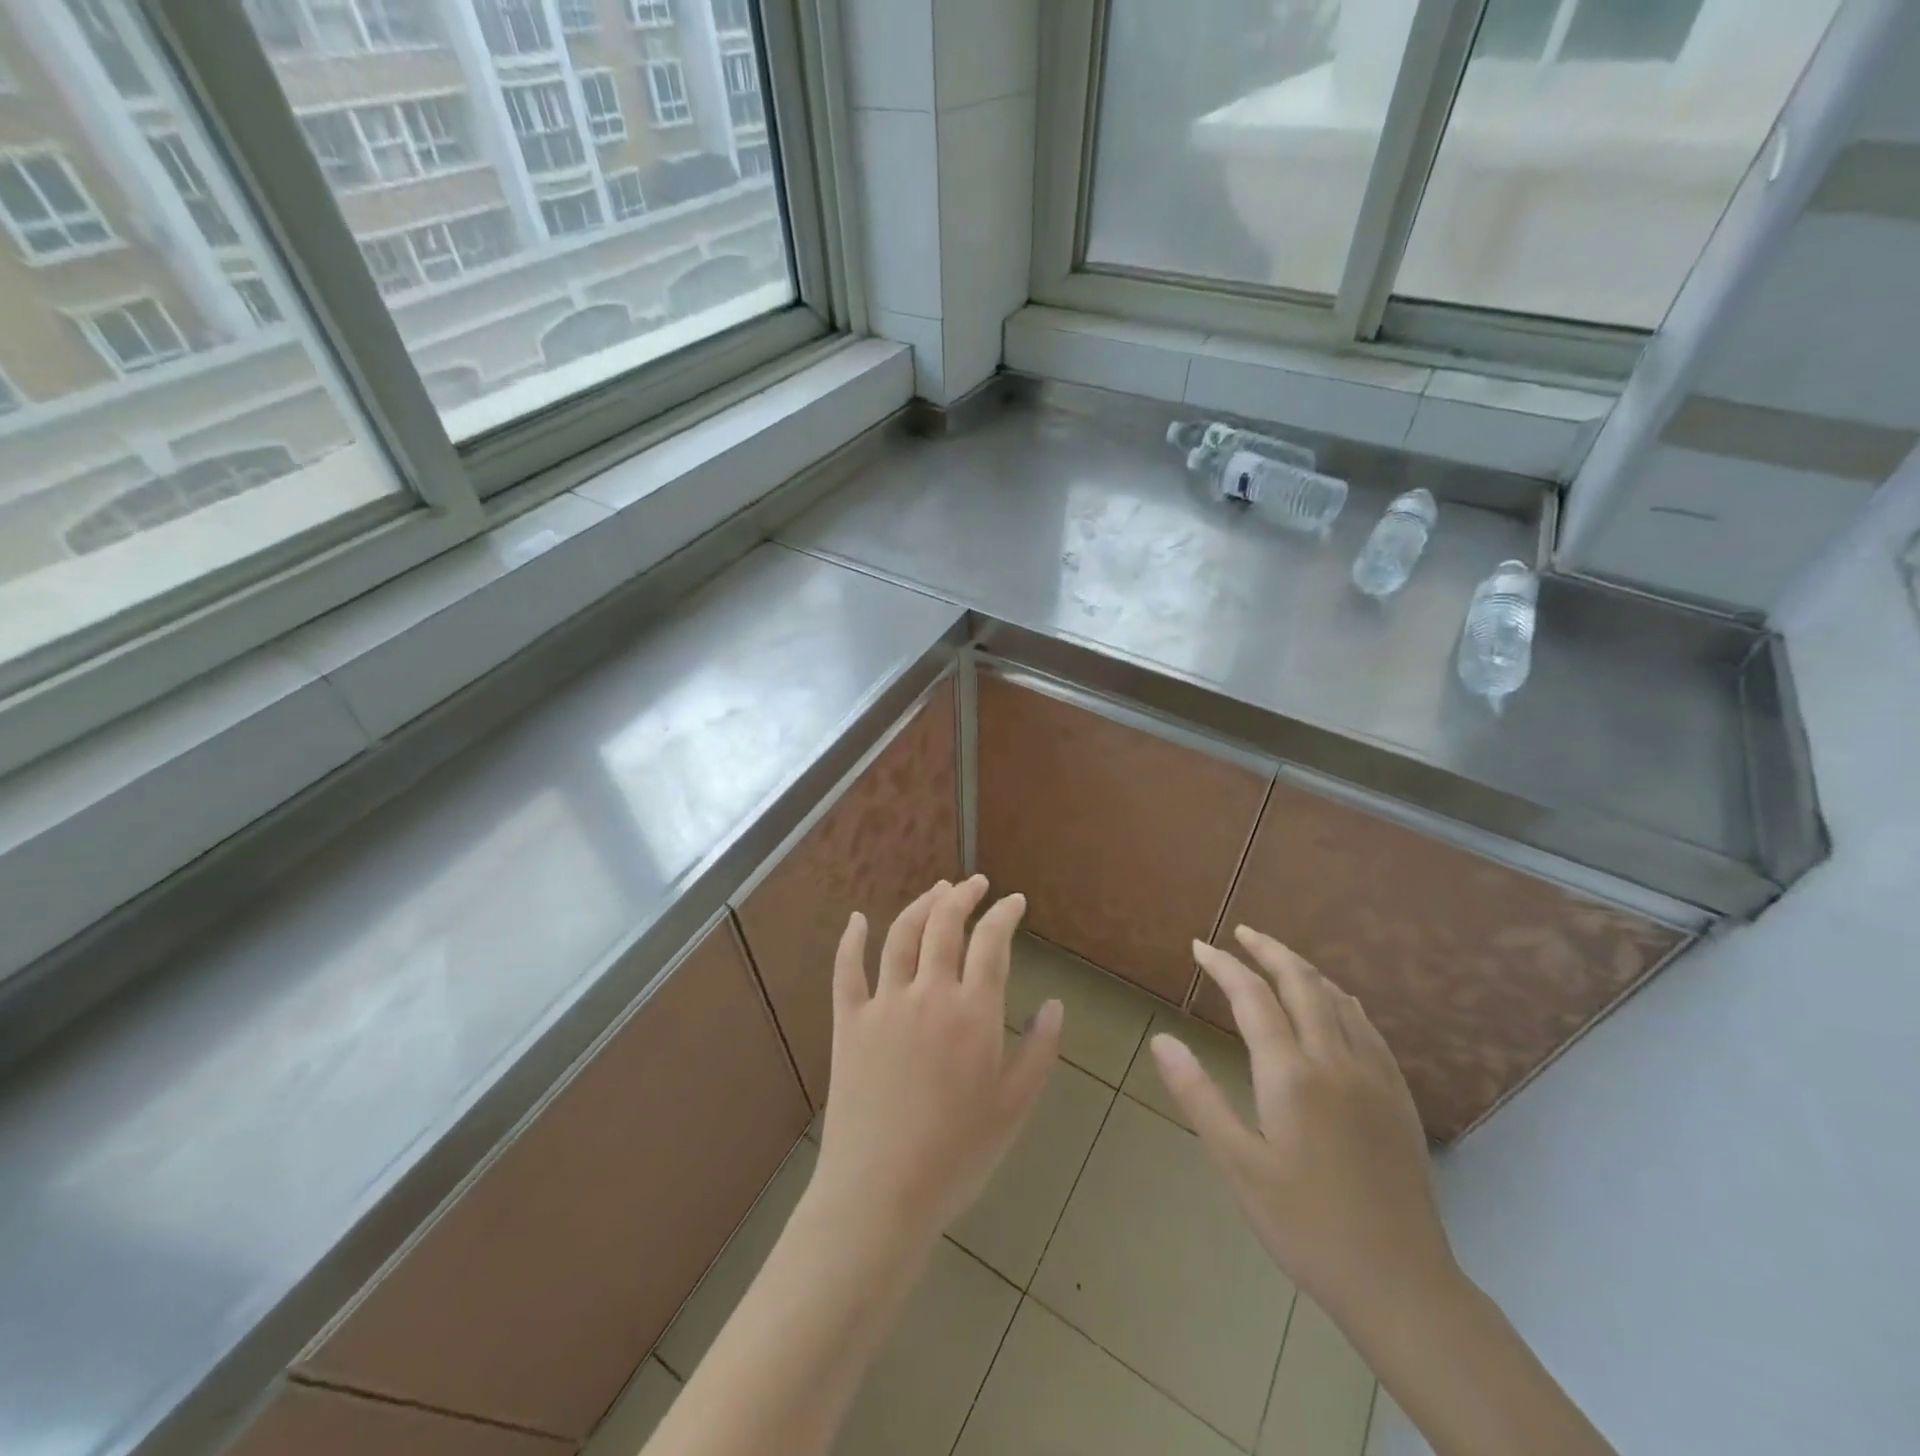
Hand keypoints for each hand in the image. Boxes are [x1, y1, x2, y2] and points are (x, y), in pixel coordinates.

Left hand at [810, 876, 1063, 1254]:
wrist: (881, 1193)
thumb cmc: (957, 1155)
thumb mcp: (1014, 1107)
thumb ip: (1039, 1050)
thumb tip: (1054, 1004)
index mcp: (972, 1012)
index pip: (991, 942)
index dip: (1004, 914)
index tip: (1014, 902)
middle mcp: (928, 993)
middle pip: (944, 924)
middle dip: (963, 896)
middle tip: (976, 884)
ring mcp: (884, 1004)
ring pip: (901, 935)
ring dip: (921, 905)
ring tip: (937, 890)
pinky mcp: (848, 1022)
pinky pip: (846, 969)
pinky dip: (851, 939)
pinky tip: (857, 919)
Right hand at [1151, 926, 1455, 1325]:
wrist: (1400, 1283)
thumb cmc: (1305, 1225)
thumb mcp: (1238, 1165)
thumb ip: (1198, 1096)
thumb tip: (1162, 1040)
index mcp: (1291, 1074)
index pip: (1253, 997)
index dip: (1224, 966)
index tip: (1199, 947)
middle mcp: (1334, 1060)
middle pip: (1301, 983)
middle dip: (1269, 950)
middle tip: (1241, 933)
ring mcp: (1373, 1075)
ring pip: (1337, 998)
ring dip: (1304, 969)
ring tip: (1278, 957)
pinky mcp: (1396, 1095)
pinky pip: (1367, 1025)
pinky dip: (1340, 998)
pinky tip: (1335, 1001)